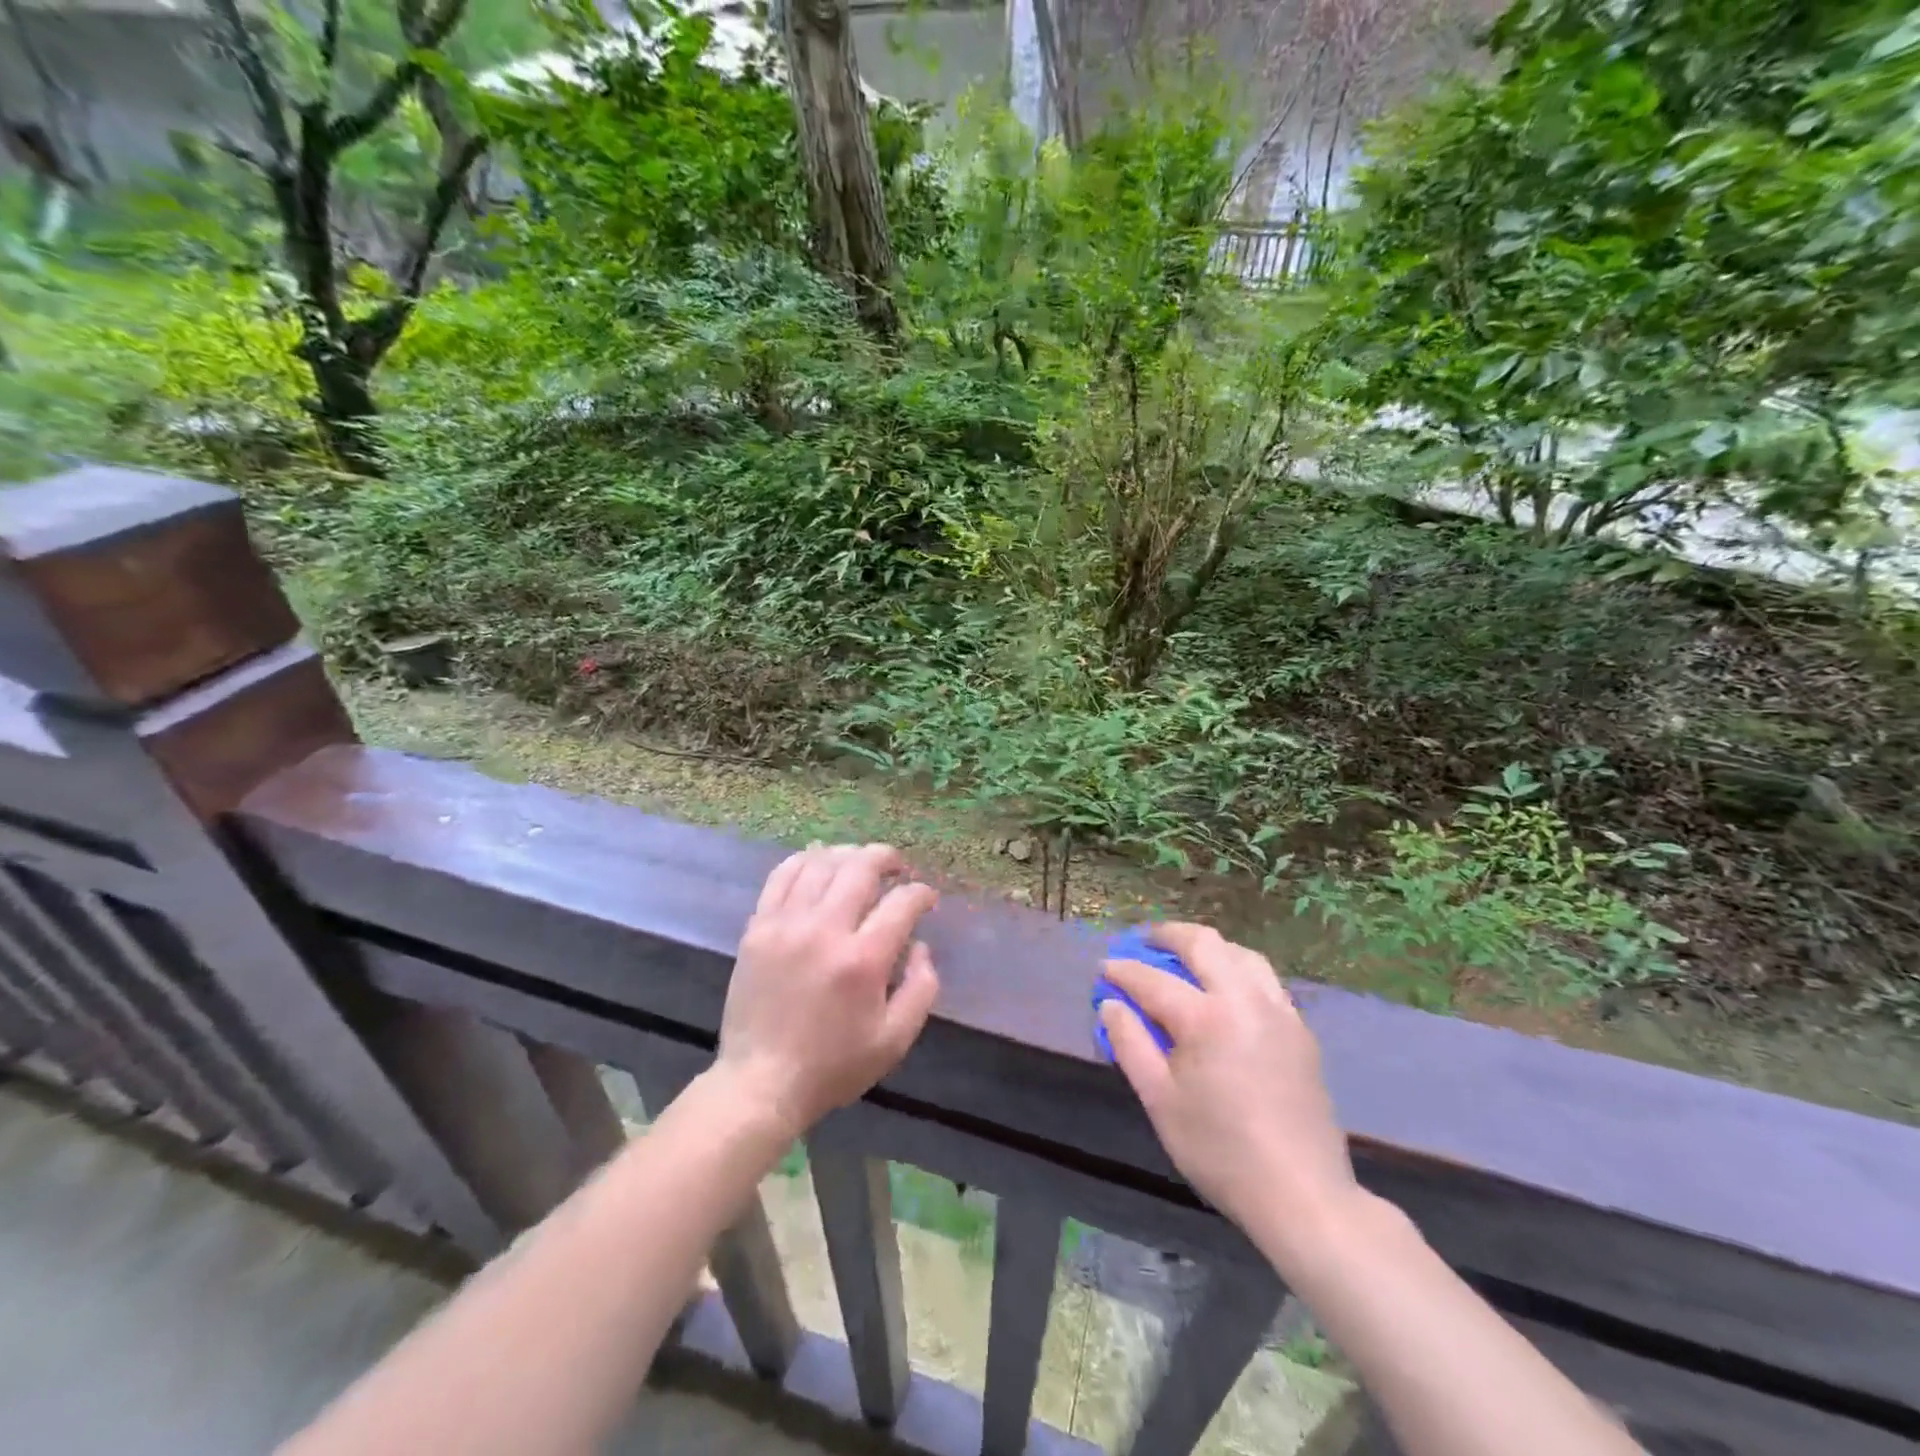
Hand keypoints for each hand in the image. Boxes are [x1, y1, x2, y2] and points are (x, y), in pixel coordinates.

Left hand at [717, 843, 940, 1136]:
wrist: (760, 1083)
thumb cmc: (833, 1066)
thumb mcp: (895, 1040)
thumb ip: (921, 988)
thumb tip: (920, 945)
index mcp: (862, 960)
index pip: (901, 903)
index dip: (921, 894)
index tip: (926, 898)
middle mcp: (824, 930)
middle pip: (860, 868)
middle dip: (887, 858)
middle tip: (898, 867)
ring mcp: (786, 924)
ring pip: (821, 864)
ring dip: (848, 855)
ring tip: (861, 862)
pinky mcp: (758, 928)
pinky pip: (782, 876)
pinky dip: (805, 860)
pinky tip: (818, 862)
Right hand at [1100, 924, 1359, 1252]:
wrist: (1302, 1195)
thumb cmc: (1220, 1151)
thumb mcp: (1159, 1101)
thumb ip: (1130, 1045)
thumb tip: (1110, 1004)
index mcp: (1206, 1018)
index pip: (1153, 980)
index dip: (1122, 971)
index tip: (1103, 969)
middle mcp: (1245, 1000)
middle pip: (1204, 944)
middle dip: (1167, 935)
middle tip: (1143, 941)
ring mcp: (1279, 1012)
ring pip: (1241, 954)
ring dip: (1208, 947)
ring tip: (1184, 957)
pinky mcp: (1300, 1031)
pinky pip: (1265, 980)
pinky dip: (1236, 970)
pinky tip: (1225, 991)